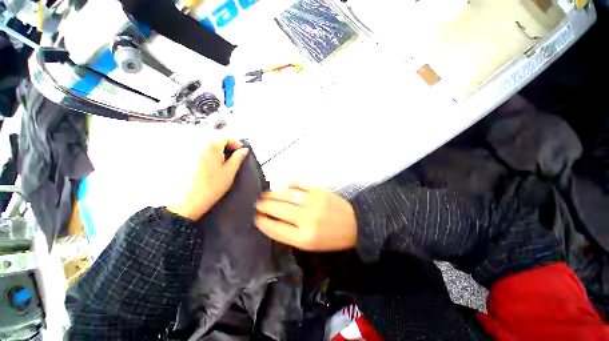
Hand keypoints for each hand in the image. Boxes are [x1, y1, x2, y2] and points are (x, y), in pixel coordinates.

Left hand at [166, 137, 247, 220]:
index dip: (235, 142)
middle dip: (224, 143)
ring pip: (204, 141)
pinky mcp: (180, 155)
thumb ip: (237, 158)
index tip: (240, 151)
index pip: (225, 135)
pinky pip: (195, 147)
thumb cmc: (211, 187)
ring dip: (214, 146)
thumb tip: (244, 150)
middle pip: (213, 136)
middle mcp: (196, 142)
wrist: (185, 202)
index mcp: (210, 145)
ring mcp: (186, 148)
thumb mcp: (229, 173)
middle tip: (231, 154)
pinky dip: (204, 150)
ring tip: (220, 157)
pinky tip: (207, 161)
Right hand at [255, 184, 356, 250]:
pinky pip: (300, 185)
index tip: (256, 217)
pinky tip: (286, 187)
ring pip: (287, 195)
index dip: (263, 222)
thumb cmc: (331, 238)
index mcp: (304, 238)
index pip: (275, 228)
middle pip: (278, 209)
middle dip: (264, 205)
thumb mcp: (310, 244)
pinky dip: (291, 185)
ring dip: (273, 194)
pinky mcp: (320, 191)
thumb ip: (290, 233)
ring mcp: (314, 202)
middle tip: (258, 203)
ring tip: (266, 194)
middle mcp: (307, 219)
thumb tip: (272, 219)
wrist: (354, 224)